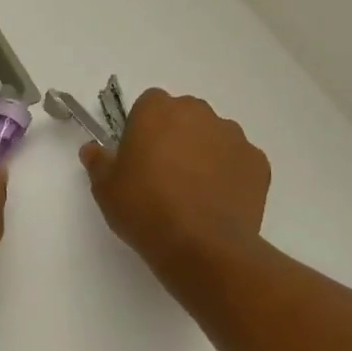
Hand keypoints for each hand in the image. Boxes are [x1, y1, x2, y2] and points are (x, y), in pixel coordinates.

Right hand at [82, 90, 269, 277]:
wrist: (202, 246)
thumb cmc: (145, 208)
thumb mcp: (105, 188)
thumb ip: (98, 161)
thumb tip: (93, 150)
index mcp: (158, 110)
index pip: (149, 104)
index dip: (142, 128)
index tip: (138, 155)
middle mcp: (199, 112)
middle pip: (184, 116)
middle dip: (175, 136)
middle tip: (163, 174)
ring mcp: (233, 136)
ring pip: (213, 137)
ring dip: (204, 153)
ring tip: (193, 192)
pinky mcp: (258, 163)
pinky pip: (238, 162)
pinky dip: (229, 175)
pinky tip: (216, 203)